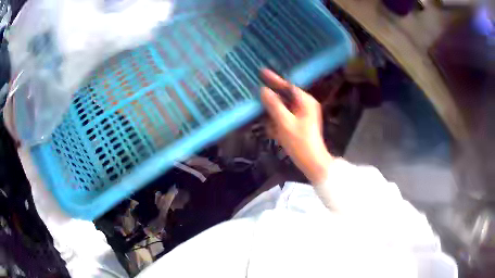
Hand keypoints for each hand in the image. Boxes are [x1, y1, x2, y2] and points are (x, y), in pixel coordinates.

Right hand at [260, 69, 332, 184]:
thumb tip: (263, 91)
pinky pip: (285, 118)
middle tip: (258, 99)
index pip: (288, 86)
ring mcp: (303, 115)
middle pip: (285, 97)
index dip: (274, 79)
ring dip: (274, 115)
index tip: (262, 72)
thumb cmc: (300, 142)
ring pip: (283, 108)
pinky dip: (278, 123)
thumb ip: (274, 105)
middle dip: (272, 102)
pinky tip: (274, 132)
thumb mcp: (285, 123)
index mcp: (305, 102)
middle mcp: (305, 105)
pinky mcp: (299, 124)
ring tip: (269, 125)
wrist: (312, 162)